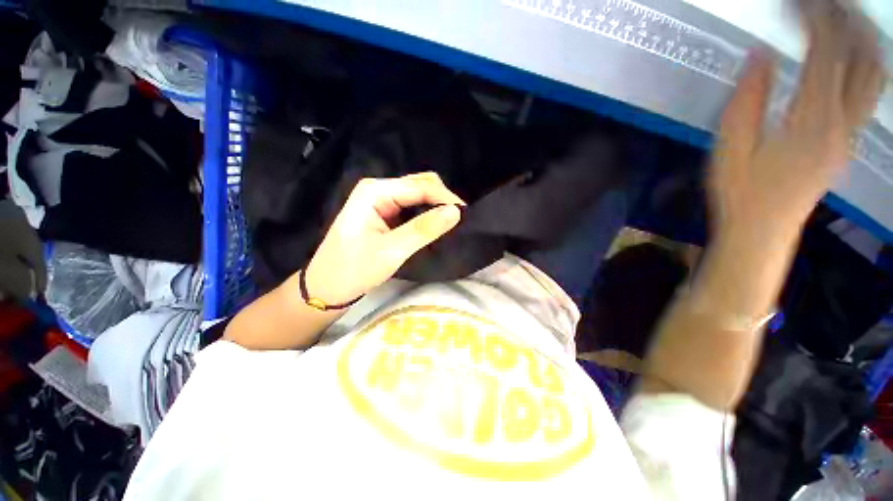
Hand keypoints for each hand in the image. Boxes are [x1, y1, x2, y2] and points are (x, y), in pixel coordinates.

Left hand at [304, 172, 464, 304]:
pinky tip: (435, 223)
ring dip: (435, 205)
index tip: (466, 215)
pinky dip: (426, 212)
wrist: (327, 287)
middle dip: (441, 199)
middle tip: (459, 220)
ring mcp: (380, 200)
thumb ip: (423, 229)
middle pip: (419, 184)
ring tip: (451, 222)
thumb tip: (456, 212)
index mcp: (375, 191)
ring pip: (417, 194)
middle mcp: (378, 189)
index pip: (419, 186)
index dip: (445, 198)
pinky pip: (411, 206)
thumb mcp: (391, 251)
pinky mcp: (384, 213)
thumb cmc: (354, 269)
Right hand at [709, 0, 885, 239]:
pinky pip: (870, 92)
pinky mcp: (848, 140)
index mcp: (811, 122)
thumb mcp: (729, 148)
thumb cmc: (739, 191)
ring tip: (840, 17)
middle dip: (845, 18)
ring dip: (863, 37)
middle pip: (862, 56)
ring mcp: (850, 132)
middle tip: (820, 2)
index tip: (793, 3)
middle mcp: (842, 122)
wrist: (762, 229)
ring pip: (874, 73)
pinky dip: (865, 61)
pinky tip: (850, 52)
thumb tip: (760, 54)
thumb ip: (747, 101)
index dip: (813, 18)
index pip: (826, 52)